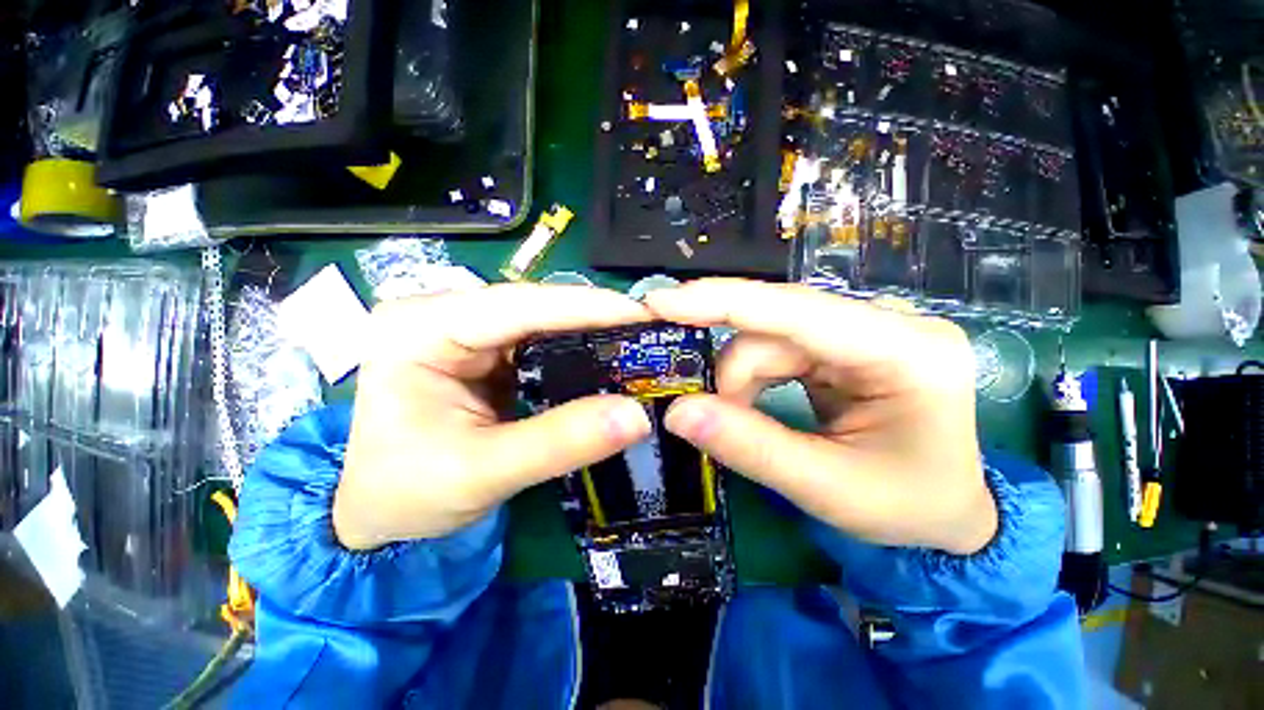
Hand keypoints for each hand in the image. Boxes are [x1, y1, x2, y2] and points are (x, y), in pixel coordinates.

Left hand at [334, 284, 652, 549]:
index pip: (517, 305)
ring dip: (590, 333)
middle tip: (651, 330)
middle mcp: (442, 315)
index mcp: (419, 329)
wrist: (379, 513)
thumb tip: (636, 416)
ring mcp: (466, 331)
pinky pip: (541, 343)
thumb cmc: (406, 495)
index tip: (642, 313)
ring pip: (543, 322)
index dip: (585, 306)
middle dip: (595, 317)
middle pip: (534, 307)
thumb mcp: (482, 472)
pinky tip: (607, 359)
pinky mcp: (486, 351)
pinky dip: (577, 351)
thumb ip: (560, 442)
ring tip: (638, 342)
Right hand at [645, 279, 995, 554]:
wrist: (949, 509)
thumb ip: (750, 448)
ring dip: (740, 380)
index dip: (720, 302)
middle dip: (732, 373)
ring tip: (740, 420)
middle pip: (773, 326)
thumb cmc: (909, 506)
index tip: (660, 302)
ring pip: (767, 335)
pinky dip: (752, 376)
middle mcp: (886, 323)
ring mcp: (864, 328)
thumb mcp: (828, 489)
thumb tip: (677, 413)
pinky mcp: (843, 340)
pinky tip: (753, 403)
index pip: (795, 310)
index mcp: (905, 351)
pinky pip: (776, 345)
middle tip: (708, 416)